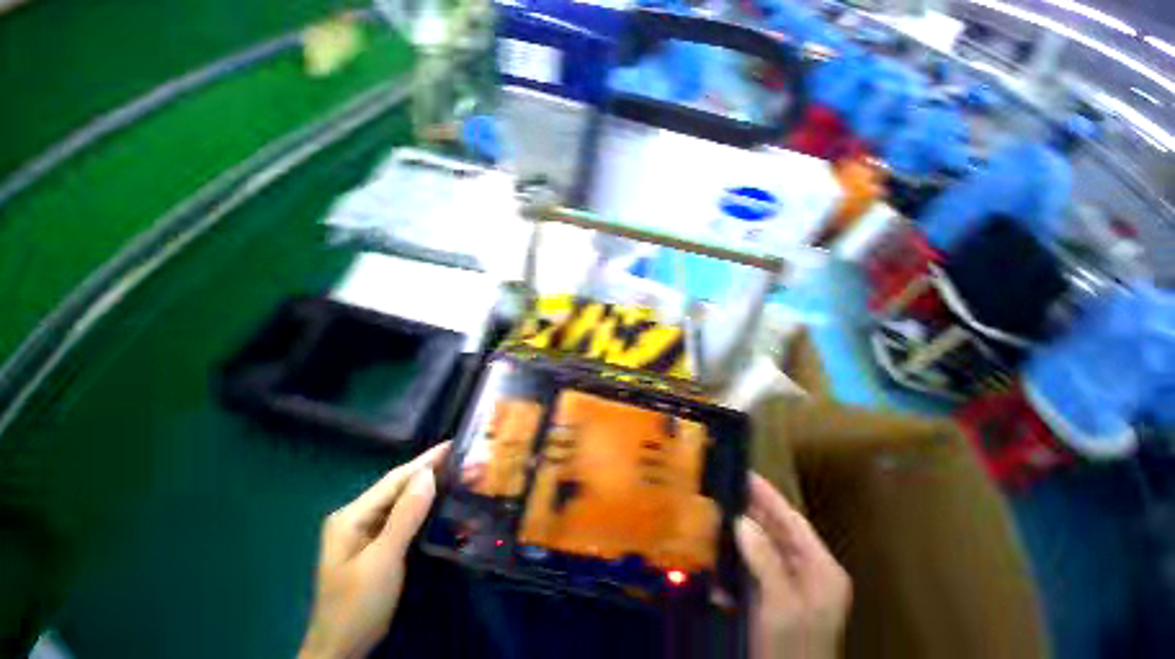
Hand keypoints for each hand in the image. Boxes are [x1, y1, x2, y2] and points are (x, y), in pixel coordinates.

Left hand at [299, 443, 449, 658]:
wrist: (341, 649)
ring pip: (403, 501)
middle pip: (399, 486)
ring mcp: (366, 531)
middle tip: (464, 459)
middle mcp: (357, 517)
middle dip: (431, 471)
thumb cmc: (357, 605)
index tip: (454, 443)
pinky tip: (441, 501)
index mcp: (352, 515)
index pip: (395, 479)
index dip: (426, 460)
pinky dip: (424, 506)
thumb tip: (428, 474)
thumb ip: (405, 516)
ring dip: (430, 487)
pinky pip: (404, 517)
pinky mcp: (377, 544)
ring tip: (458, 473)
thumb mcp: (383, 560)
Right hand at [736, 473, 851, 658]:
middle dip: (752, 510)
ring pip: (765, 545)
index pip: (793, 521)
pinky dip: (738, 555)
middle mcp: (810, 572)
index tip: (745, 473)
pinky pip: (755, 565)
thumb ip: (765, 560)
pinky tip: (720, 548)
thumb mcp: (782, 605)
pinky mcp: (776, 596)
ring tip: (717, 508)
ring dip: (742, 530)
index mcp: (822, 570)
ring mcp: (793, 585)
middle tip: (724, 487)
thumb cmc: (792, 648)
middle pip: (778, 531)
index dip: (769, 496)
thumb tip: (741, 520)